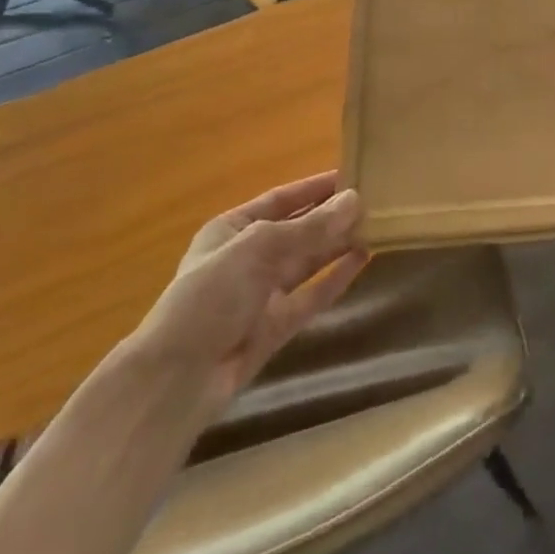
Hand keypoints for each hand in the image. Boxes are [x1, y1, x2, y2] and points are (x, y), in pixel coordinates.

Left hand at [129, 172, 367, 424]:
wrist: (178, 378)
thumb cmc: (210, 294)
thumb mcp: (259, 248)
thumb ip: (310, 227)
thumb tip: (355, 199)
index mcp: (232, 230)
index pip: (281, 200)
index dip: (314, 188)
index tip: (351, 175)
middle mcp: (248, 258)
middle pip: (297, 230)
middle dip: (331, 217)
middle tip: (374, 201)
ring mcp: (262, 293)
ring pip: (307, 261)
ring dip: (337, 244)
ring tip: (376, 225)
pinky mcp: (276, 326)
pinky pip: (312, 294)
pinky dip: (336, 277)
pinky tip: (363, 259)